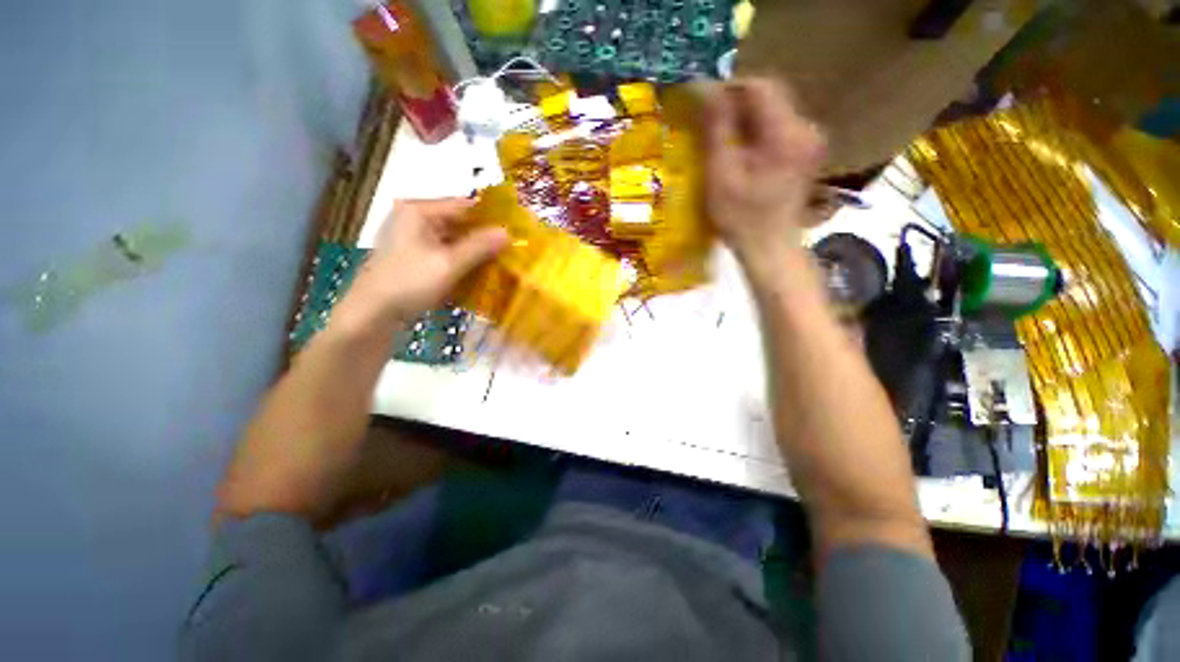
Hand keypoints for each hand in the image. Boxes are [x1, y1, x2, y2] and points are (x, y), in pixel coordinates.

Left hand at [335, 199, 507, 331]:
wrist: (372, 315)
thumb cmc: (409, 283)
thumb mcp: (448, 264)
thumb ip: (479, 247)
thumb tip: (508, 232)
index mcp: (419, 211)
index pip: (464, 206)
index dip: (491, 217)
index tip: (515, 230)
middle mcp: (415, 219)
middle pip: (459, 223)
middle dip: (485, 237)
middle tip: (512, 249)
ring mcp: (414, 239)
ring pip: (454, 240)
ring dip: (476, 252)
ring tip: (502, 261)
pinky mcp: (416, 258)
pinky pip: (446, 254)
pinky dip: (463, 261)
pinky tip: (481, 272)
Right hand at [702, 79, 825, 270]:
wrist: (769, 249)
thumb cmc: (741, 218)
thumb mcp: (721, 175)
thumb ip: (716, 130)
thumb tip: (706, 90)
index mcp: (786, 134)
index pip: (761, 87)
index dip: (730, 89)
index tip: (705, 103)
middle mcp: (806, 130)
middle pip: (770, 97)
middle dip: (738, 105)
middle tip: (710, 124)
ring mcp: (810, 142)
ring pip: (774, 113)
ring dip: (746, 120)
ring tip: (722, 139)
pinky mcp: (806, 153)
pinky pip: (779, 129)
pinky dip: (757, 133)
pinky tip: (741, 152)